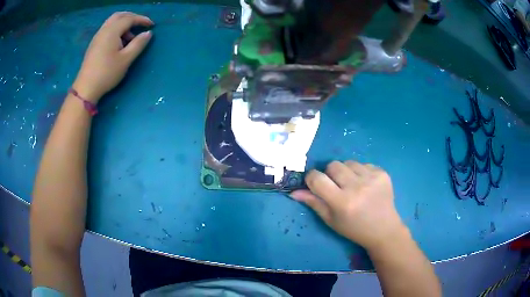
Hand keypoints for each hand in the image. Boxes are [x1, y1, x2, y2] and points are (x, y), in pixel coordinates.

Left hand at [73, 12, 153, 102]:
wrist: (86, 88)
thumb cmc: (107, 73)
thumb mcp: (126, 59)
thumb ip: (138, 44)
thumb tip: (148, 33)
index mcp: (112, 31)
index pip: (129, 19)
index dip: (142, 20)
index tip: (152, 25)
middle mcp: (104, 30)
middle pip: (120, 16)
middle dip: (132, 17)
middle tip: (141, 24)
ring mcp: (97, 37)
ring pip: (112, 22)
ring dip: (124, 24)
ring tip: (130, 36)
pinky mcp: (94, 44)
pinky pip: (107, 29)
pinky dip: (116, 30)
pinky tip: (119, 42)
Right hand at [291, 161, 405, 250]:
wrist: (384, 229)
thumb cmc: (354, 229)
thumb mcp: (331, 220)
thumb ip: (313, 203)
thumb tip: (294, 191)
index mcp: (342, 202)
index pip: (317, 178)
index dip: (311, 178)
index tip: (314, 183)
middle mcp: (357, 187)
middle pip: (333, 165)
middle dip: (330, 174)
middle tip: (336, 186)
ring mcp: (372, 178)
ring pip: (348, 162)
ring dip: (346, 172)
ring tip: (352, 185)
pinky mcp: (382, 173)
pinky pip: (363, 164)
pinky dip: (360, 172)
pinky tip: (366, 185)